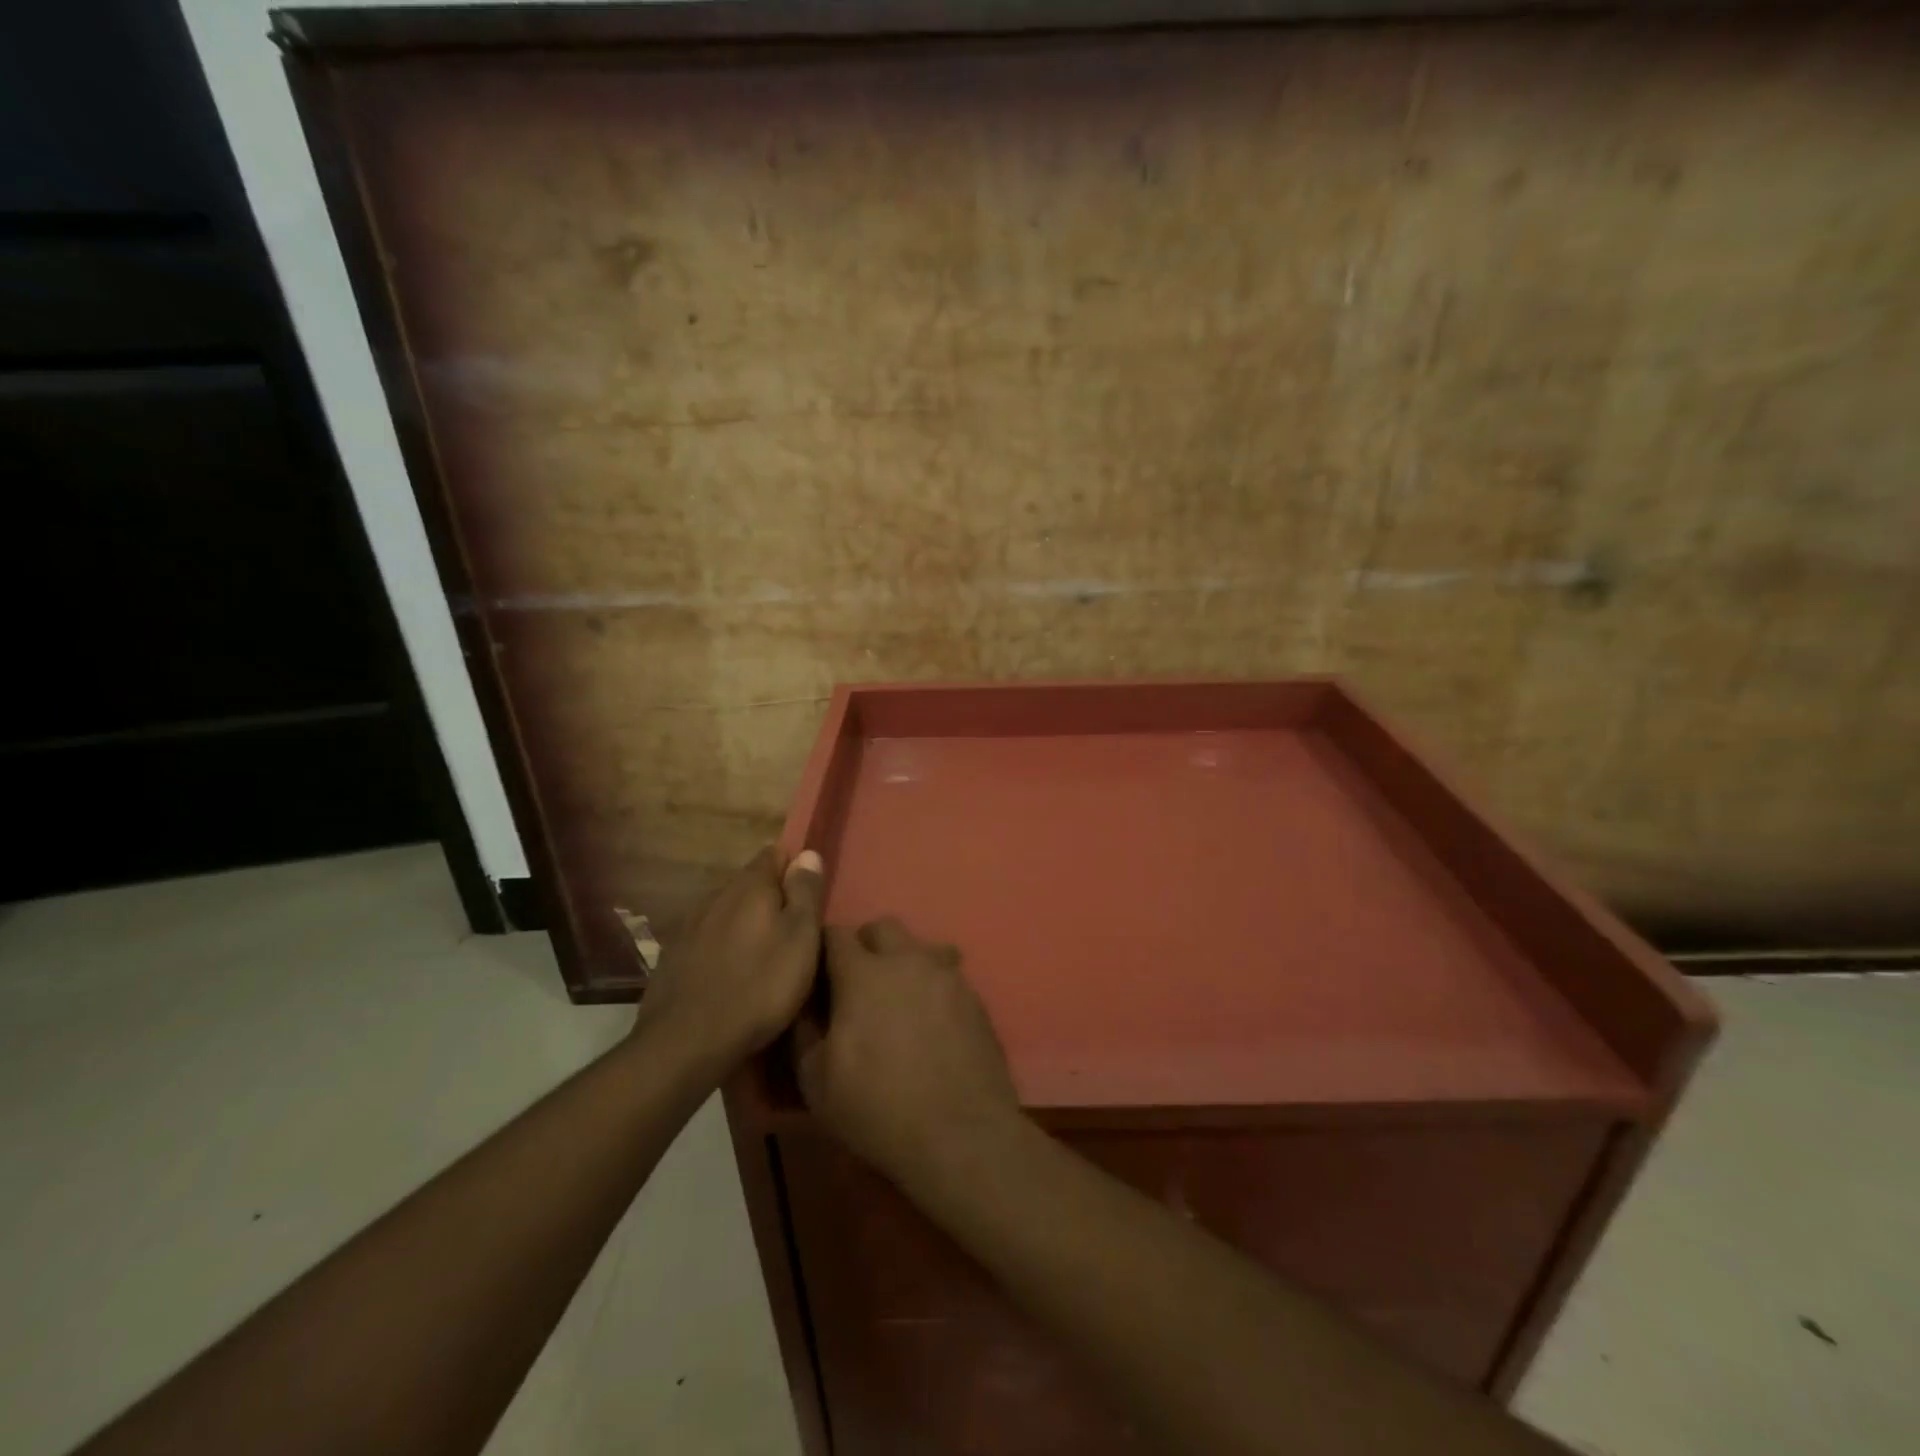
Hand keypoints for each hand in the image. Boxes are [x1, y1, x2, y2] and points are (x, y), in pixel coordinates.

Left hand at [637, 847, 823, 1065]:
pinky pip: (706, 939)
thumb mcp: (800, 938)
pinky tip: (731, 972)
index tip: (808, 892)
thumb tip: (808, 853)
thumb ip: (805, 892)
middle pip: (749, 883)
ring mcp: (690, 926)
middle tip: (792, 928)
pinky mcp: (673, 957)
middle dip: (770, 897)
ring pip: (726, 911)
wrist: (687, 1041)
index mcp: (750, 887)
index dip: (794, 867)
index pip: (774, 854)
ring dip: (745, 923)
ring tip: (763, 952)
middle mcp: (716, 896)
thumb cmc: (760, 986)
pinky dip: (722, 947)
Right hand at [796, 916, 1021, 1184]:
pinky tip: (932, 1023)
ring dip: (904, 963)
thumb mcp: (816, 1081)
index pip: (836, 934)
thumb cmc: (878, 1108)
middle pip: (883, 928)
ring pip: (921, 947)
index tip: (820, 975)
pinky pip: (948, 975)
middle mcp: (908, 960)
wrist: (961, 1133)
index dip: (824, 950)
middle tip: (858, 984)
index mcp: (864, 974)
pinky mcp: (976, 997)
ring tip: (900, 1001)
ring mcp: (948, 975)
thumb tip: (807, 1006)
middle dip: (866, 945)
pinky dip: (933, 987)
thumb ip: (805, 1031)